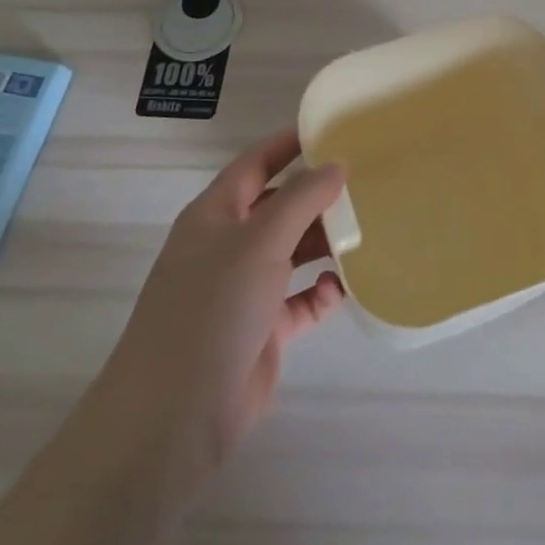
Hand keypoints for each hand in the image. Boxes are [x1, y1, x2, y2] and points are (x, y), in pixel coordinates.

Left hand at [107, 130, 346, 476]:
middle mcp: (228, 246)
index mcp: (215, 215)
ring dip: (325, 242)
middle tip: (367, 182)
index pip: (256, 164)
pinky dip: (322, 291)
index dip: (289, 144)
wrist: (175, 415)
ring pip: (293, 252)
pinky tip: (345, 287)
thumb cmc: (213, 309)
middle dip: (318, 195)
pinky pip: (301, 299)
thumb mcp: (259, 241)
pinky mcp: (263, 329)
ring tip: (369, 229)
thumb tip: (336, 165)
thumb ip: (301, 199)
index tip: (333, 129)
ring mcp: (244, 290)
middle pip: (279, 207)